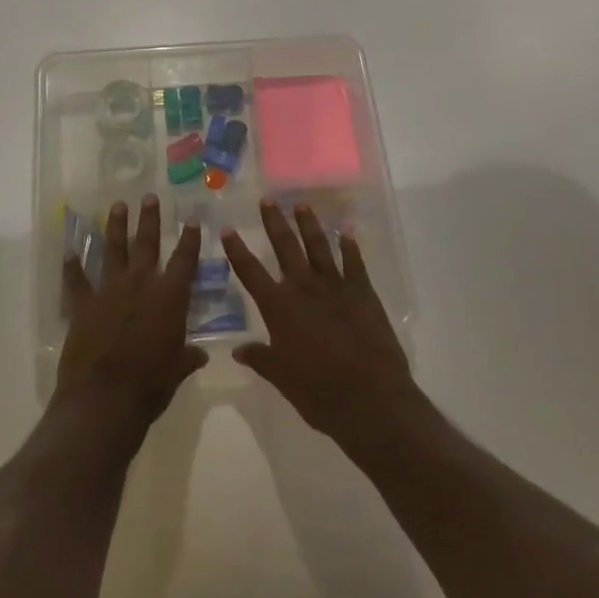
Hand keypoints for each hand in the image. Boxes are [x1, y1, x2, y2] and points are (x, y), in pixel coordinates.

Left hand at [56, 196, 207, 445]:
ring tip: (117, 206)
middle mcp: (140, 285)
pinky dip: (72, 267)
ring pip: (113, 251)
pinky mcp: (83, 305)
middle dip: (149, 219)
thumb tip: (200, 355)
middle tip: (149, 197)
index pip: (184, 260)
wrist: (104, 398)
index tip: (191, 218)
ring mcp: (109, 291)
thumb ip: (187, 357)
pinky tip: (69, 252)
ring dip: (115, 228)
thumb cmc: (150, 385)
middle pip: (146, 244)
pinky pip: (77, 281)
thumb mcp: (177, 371)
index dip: (189, 239)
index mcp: (169, 297)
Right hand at [223, 200, 423, 453]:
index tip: (227, 228)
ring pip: (318, 246)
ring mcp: (335, 286)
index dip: (237, 250)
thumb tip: (238, 350)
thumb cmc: (319, 393)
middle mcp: (304, 288)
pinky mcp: (362, 293)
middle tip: (268, 199)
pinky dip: (350, 246)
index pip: (250, 272)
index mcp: (279, 308)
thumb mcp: (282, 378)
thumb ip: (260, 359)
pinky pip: (354, 263)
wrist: (370, 399)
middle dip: (274, 222)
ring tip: (301, 204)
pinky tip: (347, 232)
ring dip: (309, 224)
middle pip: (285, 247)